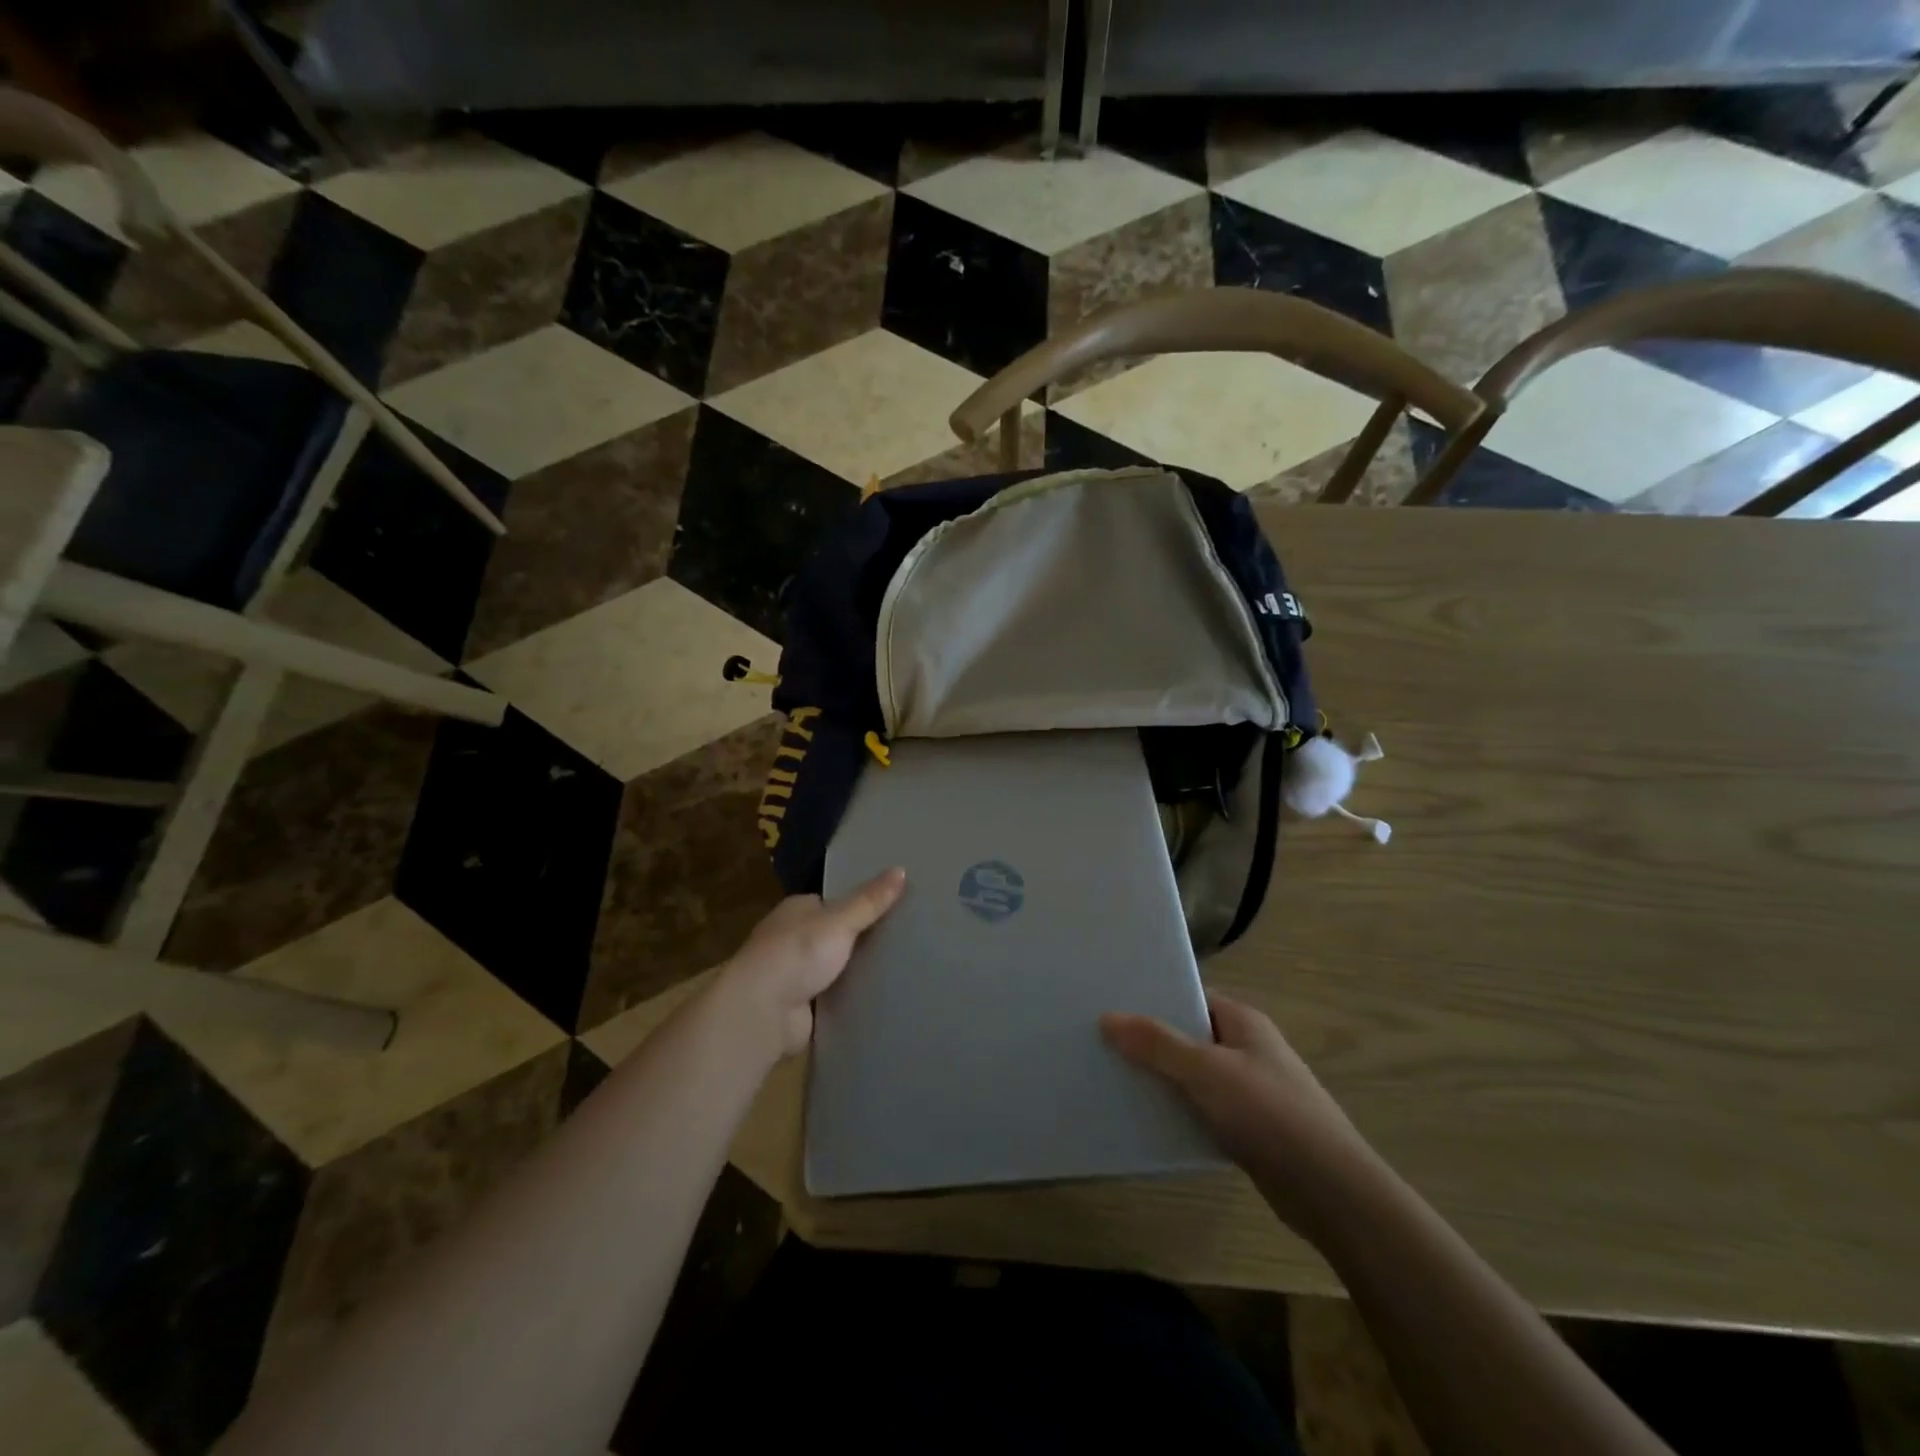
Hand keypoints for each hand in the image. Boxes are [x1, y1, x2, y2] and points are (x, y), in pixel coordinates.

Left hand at [720, 868, 906, 1059]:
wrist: (761, 1012)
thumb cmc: (797, 954)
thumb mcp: (840, 921)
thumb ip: (870, 901)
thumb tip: (901, 869)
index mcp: (796, 910)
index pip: (831, 902)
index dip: (858, 905)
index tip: (891, 909)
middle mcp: (790, 939)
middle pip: (832, 935)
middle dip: (859, 940)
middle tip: (901, 941)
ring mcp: (792, 975)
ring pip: (832, 968)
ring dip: (853, 972)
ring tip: (897, 970)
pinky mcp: (798, 1007)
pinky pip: (831, 998)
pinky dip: (847, 999)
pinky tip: (875, 999)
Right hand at [1101, 993, 1378, 1246]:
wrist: (1331, 1192)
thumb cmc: (1268, 1113)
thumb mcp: (1205, 1071)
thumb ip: (1156, 1044)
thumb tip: (1108, 1018)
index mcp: (1243, 1021)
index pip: (1191, 998)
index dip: (1154, 1001)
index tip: (1112, 1008)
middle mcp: (1248, 1049)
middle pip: (1189, 1037)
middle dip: (1152, 1043)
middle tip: (1105, 1046)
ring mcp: (1252, 1091)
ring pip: (1195, 1077)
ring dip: (1163, 1081)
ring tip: (1116, 1082)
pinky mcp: (1251, 1130)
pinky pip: (1205, 1110)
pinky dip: (1180, 1113)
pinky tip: (1150, 1123)